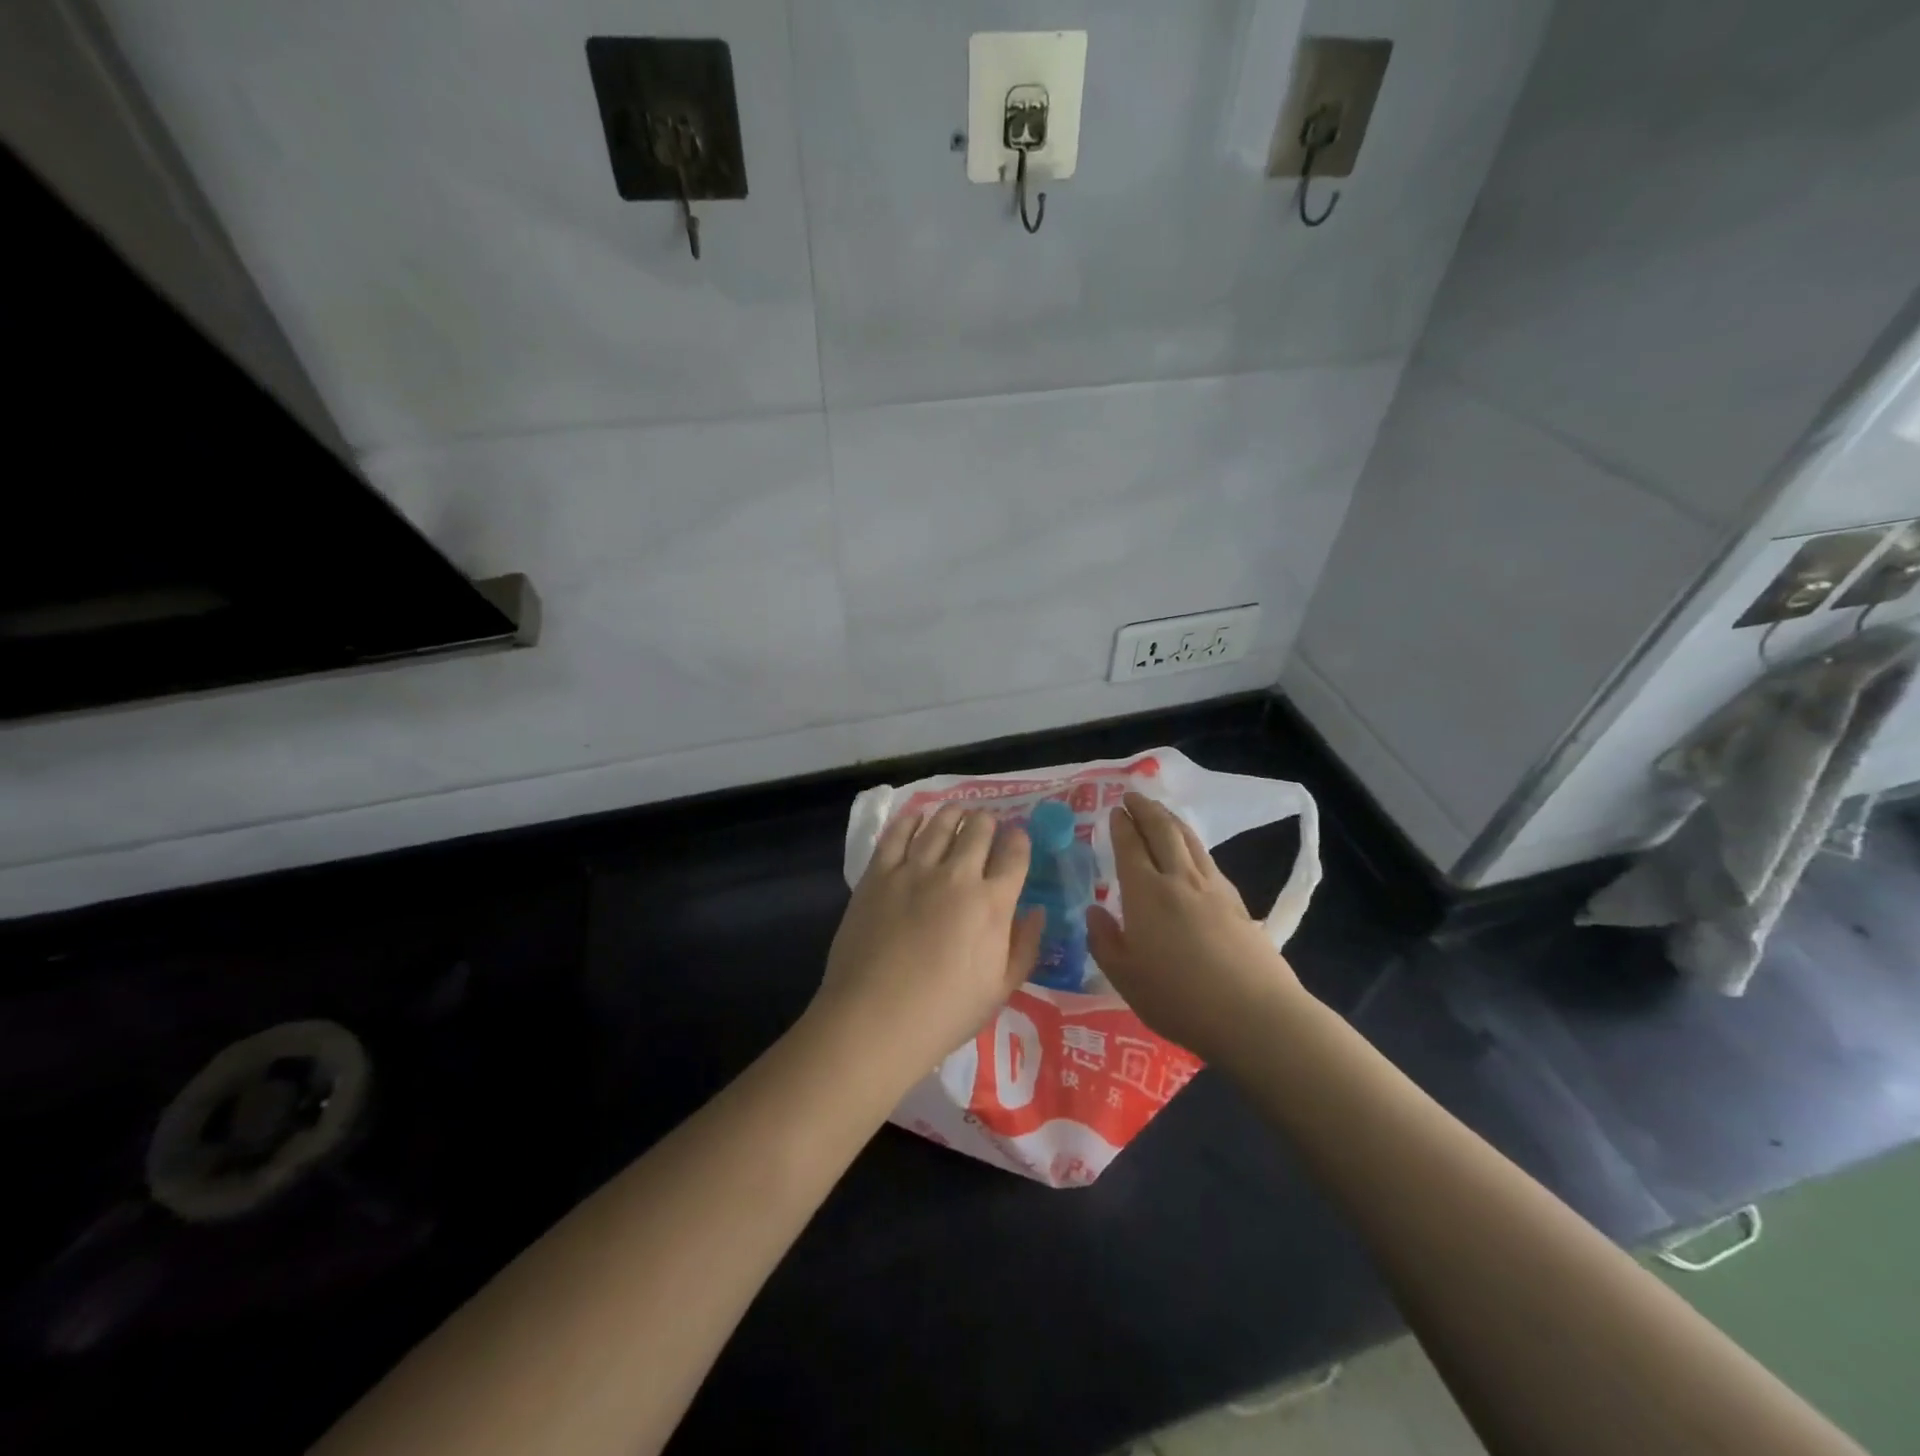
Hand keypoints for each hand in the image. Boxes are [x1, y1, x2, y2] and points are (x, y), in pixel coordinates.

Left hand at [812, 803, 1044, 1086]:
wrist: (875, 1019)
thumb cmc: (945, 1013)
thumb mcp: (1001, 989)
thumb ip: (1025, 946)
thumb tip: (1037, 911)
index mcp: (992, 903)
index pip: (1014, 855)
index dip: (1019, 841)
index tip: (1017, 838)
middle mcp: (957, 875)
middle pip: (978, 830)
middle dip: (988, 822)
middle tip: (987, 824)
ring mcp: (914, 870)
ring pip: (940, 824)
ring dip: (954, 814)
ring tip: (958, 811)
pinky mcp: (879, 874)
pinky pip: (897, 834)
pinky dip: (911, 820)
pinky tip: (917, 817)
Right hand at [1086, 792, 1304, 1064]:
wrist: (1254, 1014)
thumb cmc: (1179, 998)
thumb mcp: (1125, 978)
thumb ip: (1105, 941)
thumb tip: (1094, 911)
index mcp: (1146, 893)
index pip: (1130, 847)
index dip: (1121, 826)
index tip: (1114, 810)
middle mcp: (1178, 879)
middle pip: (1162, 831)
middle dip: (1146, 809)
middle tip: (1133, 796)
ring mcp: (1213, 888)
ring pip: (1190, 840)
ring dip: (1171, 819)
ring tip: (1160, 812)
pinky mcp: (1237, 902)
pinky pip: (1208, 859)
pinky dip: (1193, 844)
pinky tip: (1192, 853)